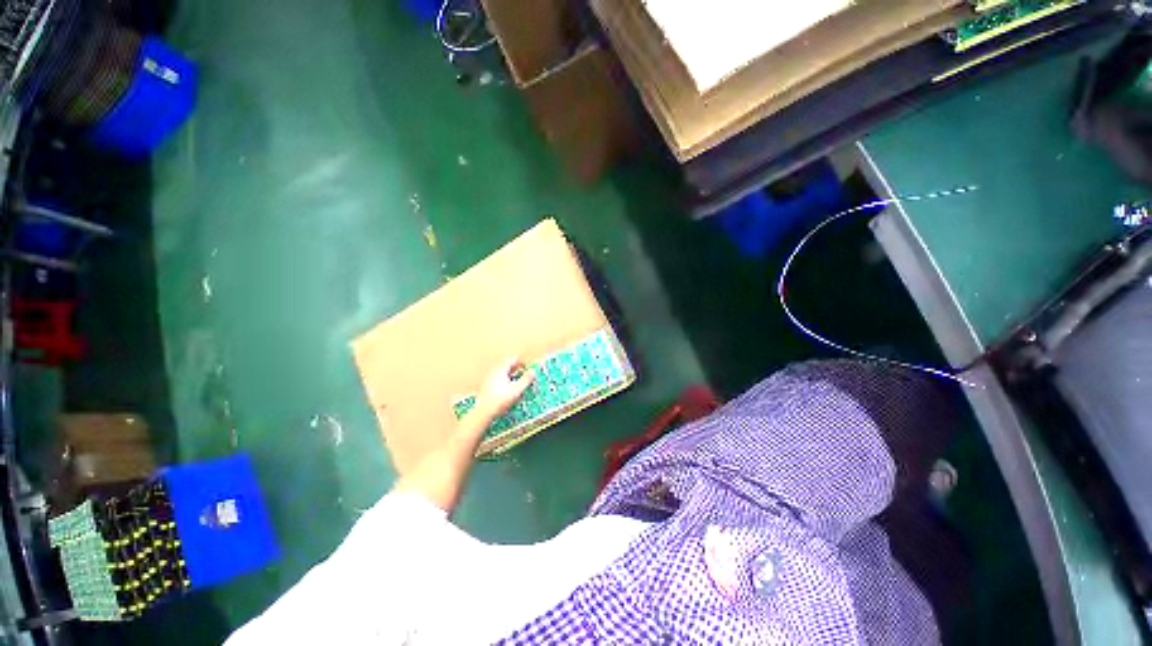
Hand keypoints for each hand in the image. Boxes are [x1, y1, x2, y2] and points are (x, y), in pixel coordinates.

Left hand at [474, 358, 534, 418]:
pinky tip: (508, 390)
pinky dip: (505, 381)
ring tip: (518, 383)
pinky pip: (498, 378)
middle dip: (517, 369)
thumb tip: (533, 370)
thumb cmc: (500, 400)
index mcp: (501, 369)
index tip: (527, 369)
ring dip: (512, 375)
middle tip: (524, 376)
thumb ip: (526, 379)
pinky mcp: (487, 386)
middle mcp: (494, 371)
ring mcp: (489, 378)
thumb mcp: (517, 390)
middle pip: (507, 365)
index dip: (522, 362)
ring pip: (503, 372)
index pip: (513, 359)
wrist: (483, 412)